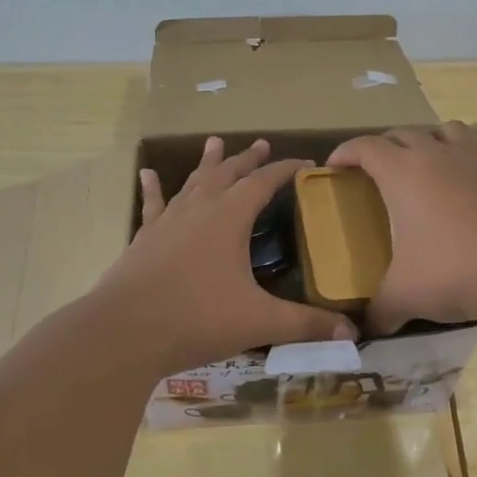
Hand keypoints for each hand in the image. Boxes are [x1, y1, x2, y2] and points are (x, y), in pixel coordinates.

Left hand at [98, 137, 355, 373]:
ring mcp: (167, 221)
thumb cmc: (197, 319)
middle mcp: (199, 209)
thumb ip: (305, 324)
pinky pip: (153, 205)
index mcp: (229, 218)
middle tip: (261, 143)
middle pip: (228, 174)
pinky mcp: (144, 239)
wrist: (124, 331)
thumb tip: (352, 333)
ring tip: (213, 143)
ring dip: (207, 164)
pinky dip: (154, 189)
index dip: (287, 170)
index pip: (264, 182)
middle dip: (247, 159)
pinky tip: (147, 174)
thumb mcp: (259, 321)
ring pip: (192, 183)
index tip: (306, 163)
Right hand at [327, 121, 476, 334]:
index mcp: (403, 174)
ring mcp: (476, 164)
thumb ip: (381, 311)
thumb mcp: (406, 296)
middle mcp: (438, 158)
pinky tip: (468, 184)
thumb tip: (367, 330)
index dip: (345, 152)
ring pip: (447, 131)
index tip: (333, 166)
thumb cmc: (454, 270)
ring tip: (423, 162)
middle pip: (404, 133)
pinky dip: (468, 160)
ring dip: (429, 139)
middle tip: (372, 169)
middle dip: (383, 145)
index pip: (366, 147)